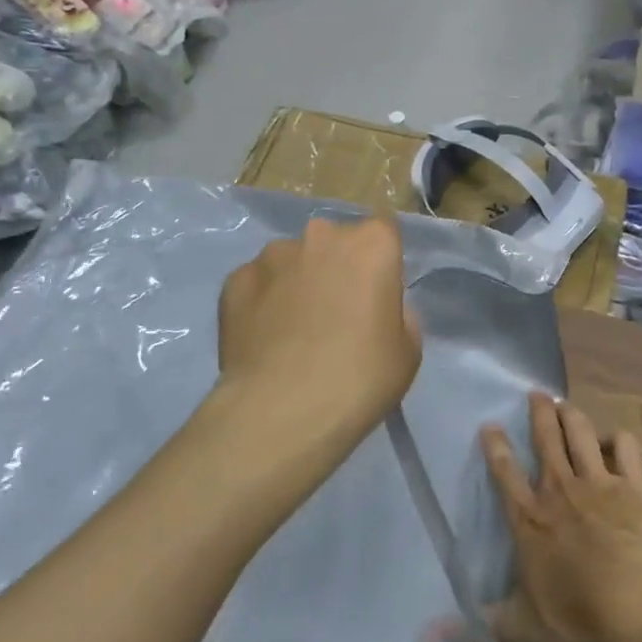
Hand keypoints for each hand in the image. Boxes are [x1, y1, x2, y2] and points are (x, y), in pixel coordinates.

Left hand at [217, 215, 421, 469]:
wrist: (281, 411)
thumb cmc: (360, 378)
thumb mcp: (407, 351)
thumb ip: (398, 314)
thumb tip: (378, 307)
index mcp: (371, 244)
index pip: (384, 230)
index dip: (381, 260)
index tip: (378, 292)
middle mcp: (321, 236)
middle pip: (335, 242)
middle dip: (337, 266)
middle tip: (337, 312)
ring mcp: (272, 255)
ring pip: (292, 260)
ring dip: (297, 282)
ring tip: (293, 330)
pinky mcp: (234, 281)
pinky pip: (258, 284)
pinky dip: (263, 302)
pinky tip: (264, 339)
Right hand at [481, 394, 641, 641]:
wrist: (639, 605)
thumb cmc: (577, 615)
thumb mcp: (519, 628)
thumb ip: (473, 629)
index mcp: (529, 519)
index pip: (505, 473)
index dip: (496, 447)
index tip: (490, 424)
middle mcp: (559, 490)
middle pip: (546, 440)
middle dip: (539, 413)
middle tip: (537, 393)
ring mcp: (598, 484)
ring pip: (581, 435)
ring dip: (573, 416)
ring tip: (566, 403)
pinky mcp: (632, 487)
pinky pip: (626, 451)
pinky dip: (622, 441)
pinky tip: (619, 438)